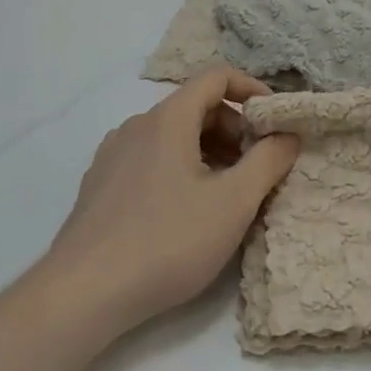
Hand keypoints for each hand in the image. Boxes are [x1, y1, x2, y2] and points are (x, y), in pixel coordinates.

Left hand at [43, 68, 299, 339]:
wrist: (82, 294)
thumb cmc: (166, 241)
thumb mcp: (233, 203)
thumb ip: (268, 162)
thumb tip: (288, 135)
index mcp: (168, 118)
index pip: (216, 77)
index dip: (251, 89)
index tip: (274, 120)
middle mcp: (137, 125)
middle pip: (195, 107)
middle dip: (233, 129)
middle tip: (255, 168)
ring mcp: (113, 155)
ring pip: (172, 137)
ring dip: (208, 152)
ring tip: (225, 196)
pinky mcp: (99, 185)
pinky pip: (150, 160)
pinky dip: (179, 170)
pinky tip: (184, 215)